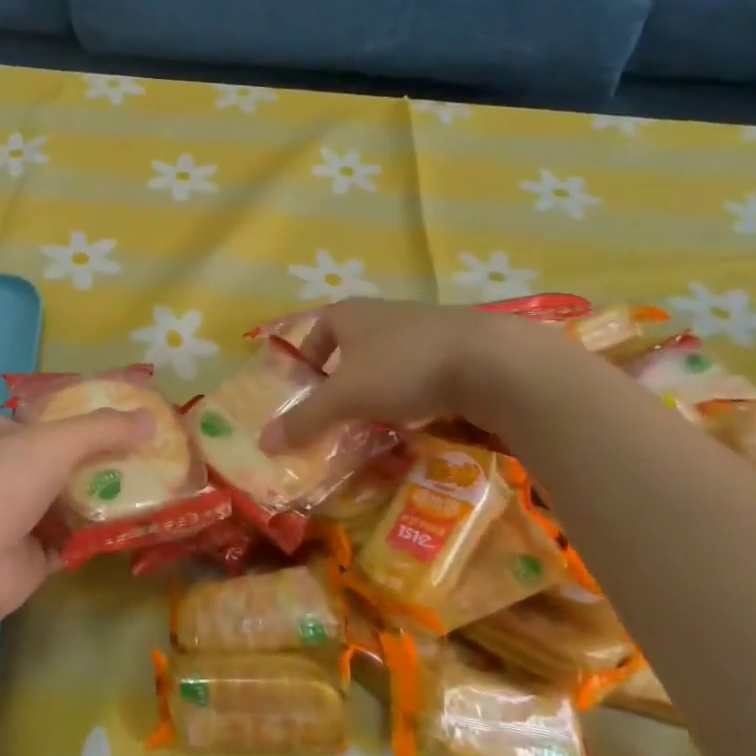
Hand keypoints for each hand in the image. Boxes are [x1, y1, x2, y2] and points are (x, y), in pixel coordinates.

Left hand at [0, 409, 155, 637]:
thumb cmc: (0, 482)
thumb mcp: (55, 441)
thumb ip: (104, 429)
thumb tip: (151, 418)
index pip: (46, 420)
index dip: (84, 418)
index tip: (127, 422)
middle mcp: (3, 473)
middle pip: (61, 462)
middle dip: (101, 462)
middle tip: (148, 458)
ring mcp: (14, 518)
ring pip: (68, 503)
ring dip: (103, 500)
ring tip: (152, 490)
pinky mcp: (28, 558)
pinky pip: (71, 542)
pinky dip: (97, 536)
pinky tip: (132, 528)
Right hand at [261, 300, 553, 451]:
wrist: (492, 360)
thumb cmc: (402, 368)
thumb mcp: (345, 398)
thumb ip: (305, 420)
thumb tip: (263, 443)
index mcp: (349, 314)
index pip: (316, 330)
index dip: (307, 358)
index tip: (308, 389)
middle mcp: (383, 313)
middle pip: (352, 345)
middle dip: (344, 377)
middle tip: (340, 411)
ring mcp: (424, 325)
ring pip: (389, 357)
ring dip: (380, 385)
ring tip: (379, 418)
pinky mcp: (459, 344)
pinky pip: (422, 368)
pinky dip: (414, 389)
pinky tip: (421, 413)